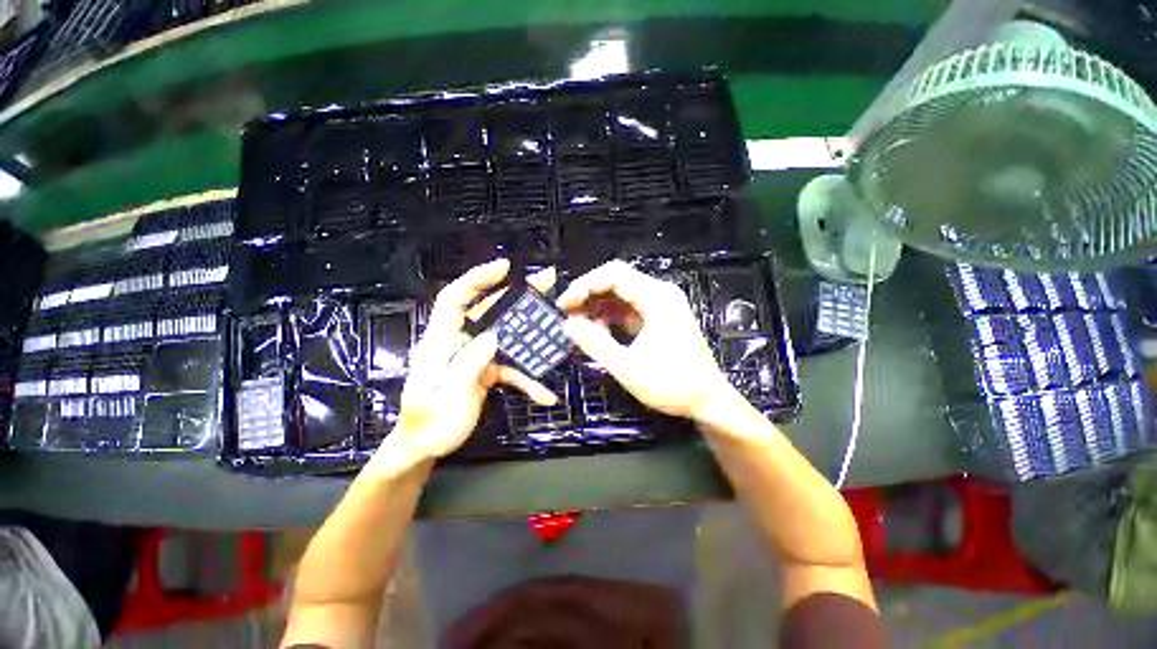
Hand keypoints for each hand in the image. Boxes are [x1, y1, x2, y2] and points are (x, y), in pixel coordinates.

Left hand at [392, 260, 557, 459]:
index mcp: (440, 343)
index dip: (477, 280)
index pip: (454, 301)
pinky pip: (512, 366)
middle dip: (518, 295)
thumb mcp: (445, 398)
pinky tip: (546, 394)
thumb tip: (493, 337)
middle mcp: (460, 342)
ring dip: (532, 332)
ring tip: (558, 324)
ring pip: (507, 335)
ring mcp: (476, 356)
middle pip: (489, 311)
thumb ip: (466, 366)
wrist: (426, 447)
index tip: (504, 267)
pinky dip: (529, 378)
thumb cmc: (429, 424)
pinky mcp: (487, 369)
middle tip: (547, 282)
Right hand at [557, 260, 734, 420]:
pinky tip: (600, 333)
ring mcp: (661, 304)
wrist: (708, 400)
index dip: (584, 285)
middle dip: (588, 295)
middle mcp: (660, 293)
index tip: (563, 305)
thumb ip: (594, 343)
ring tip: (580, 326)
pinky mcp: (659, 316)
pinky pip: (629, 307)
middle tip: (567, 315)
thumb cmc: (672, 385)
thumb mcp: (627, 367)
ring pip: (621, 293)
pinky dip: (611, 317)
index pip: (613, 274)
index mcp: (657, 298)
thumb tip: (568, 324)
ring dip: (598, 307)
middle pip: (616, 280)